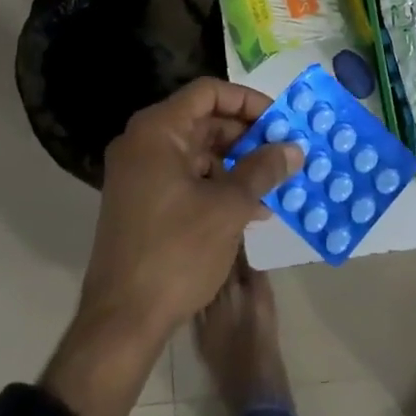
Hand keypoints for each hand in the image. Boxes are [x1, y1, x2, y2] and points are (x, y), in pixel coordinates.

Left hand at [42, 79, 299, 415]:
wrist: (121, 323)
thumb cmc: (176, 253)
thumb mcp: (229, 207)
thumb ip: (263, 170)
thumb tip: (294, 148)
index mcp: (157, 131)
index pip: (209, 93)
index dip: (248, 101)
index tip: (279, 121)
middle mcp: (143, 143)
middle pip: (203, 120)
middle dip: (247, 137)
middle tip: (282, 153)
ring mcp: (139, 174)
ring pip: (198, 151)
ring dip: (237, 165)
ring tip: (273, 187)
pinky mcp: (141, 201)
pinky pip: (186, 177)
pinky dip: (217, 186)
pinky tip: (251, 210)